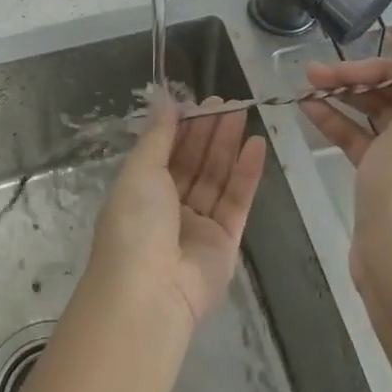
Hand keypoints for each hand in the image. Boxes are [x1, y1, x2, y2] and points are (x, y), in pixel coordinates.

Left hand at [88, 92, 266, 327]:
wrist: (150, 292)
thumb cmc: (135, 223)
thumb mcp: (140, 170)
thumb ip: (158, 135)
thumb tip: (162, 98)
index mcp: (141, 190)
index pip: (166, 150)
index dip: (183, 126)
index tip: (201, 101)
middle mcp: (168, 206)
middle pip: (194, 161)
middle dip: (209, 131)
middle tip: (228, 102)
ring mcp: (198, 224)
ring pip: (216, 177)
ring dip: (228, 146)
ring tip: (243, 114)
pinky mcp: (225, 241)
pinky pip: (236, 200)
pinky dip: (246, 173)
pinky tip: (256, 145)